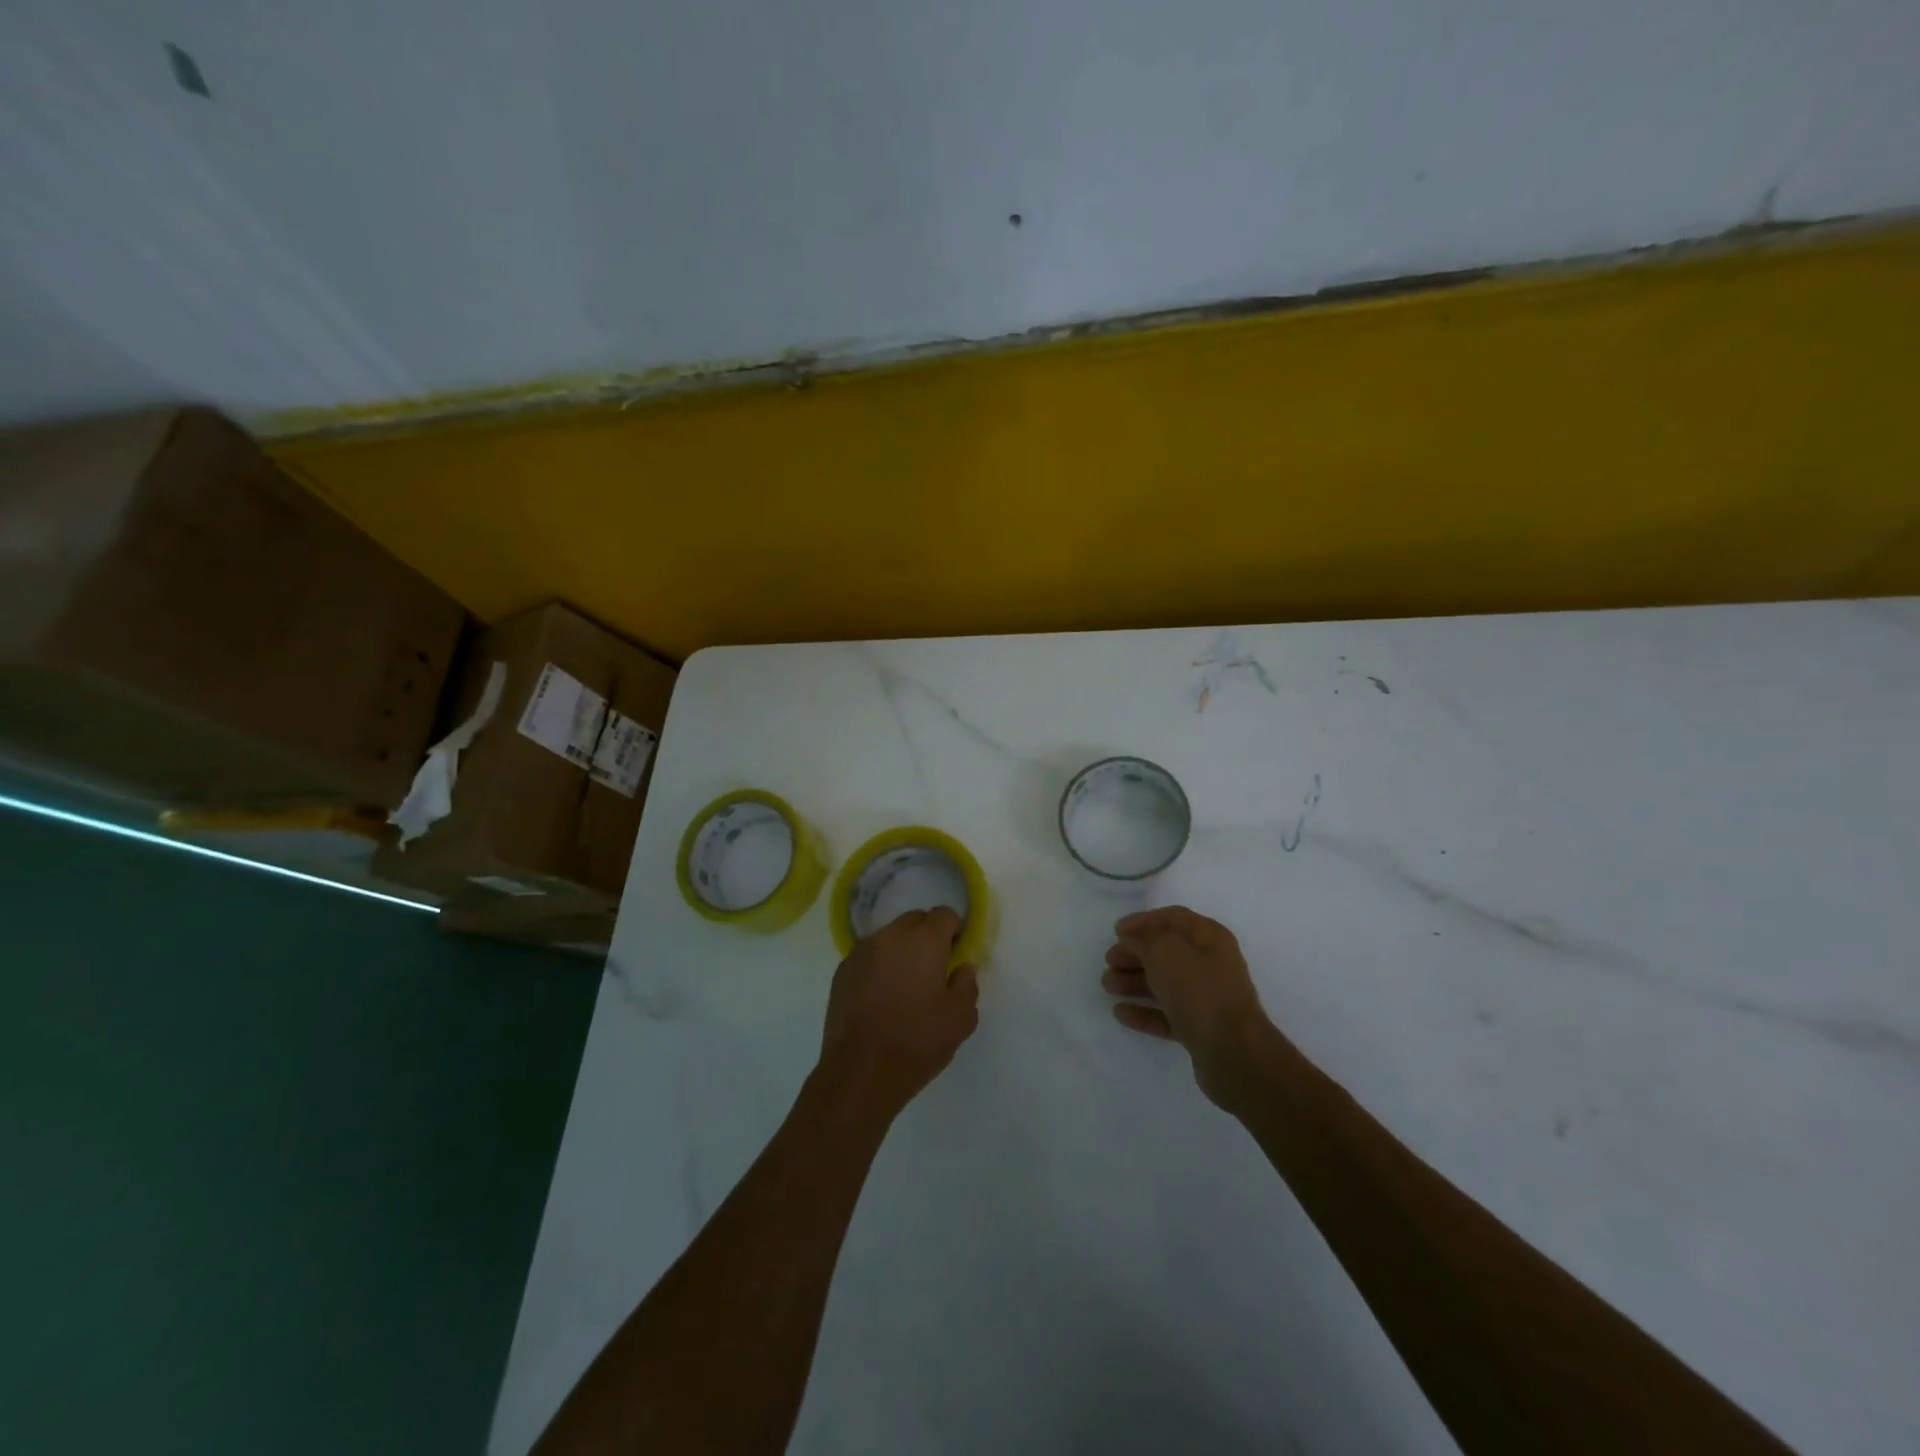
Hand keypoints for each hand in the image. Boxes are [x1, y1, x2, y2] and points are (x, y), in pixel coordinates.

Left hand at [818, 908, 979, 1121]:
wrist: (860, 1071)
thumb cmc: (917, 1041)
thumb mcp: (961, 1018)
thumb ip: (967, 984)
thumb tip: (962, 967)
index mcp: (924, 940)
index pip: (945, 914)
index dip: (954, 931)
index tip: (956, 955)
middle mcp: (891, 935)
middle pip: (915, 920)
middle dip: (927, 936)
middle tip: (933, 970)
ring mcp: (862, 951)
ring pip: (889, 937)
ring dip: (901, 951)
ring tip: (905, 986)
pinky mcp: (842, 971)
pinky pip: (869, 956)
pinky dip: (879, 966)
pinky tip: (881, 997)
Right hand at [1101, 906, 1276, 1106]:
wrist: (1233, 1052)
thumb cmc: (1199, 989)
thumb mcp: (1164, 951)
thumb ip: (1143, 939)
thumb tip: (1132, 939)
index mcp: (1209, 937)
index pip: (1173, 918)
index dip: (1143, 921)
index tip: (1116, 931)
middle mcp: (1210, 964)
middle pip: (1166, 952)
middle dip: (1134, 954)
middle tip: (1109, 961)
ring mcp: (1206, 998)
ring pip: (1164, 983)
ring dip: (1134, 982)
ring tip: (1107, 986)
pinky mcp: (1200, 1028)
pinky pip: (1167, 1014)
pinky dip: (1144, 1011)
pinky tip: (1120, 1013)